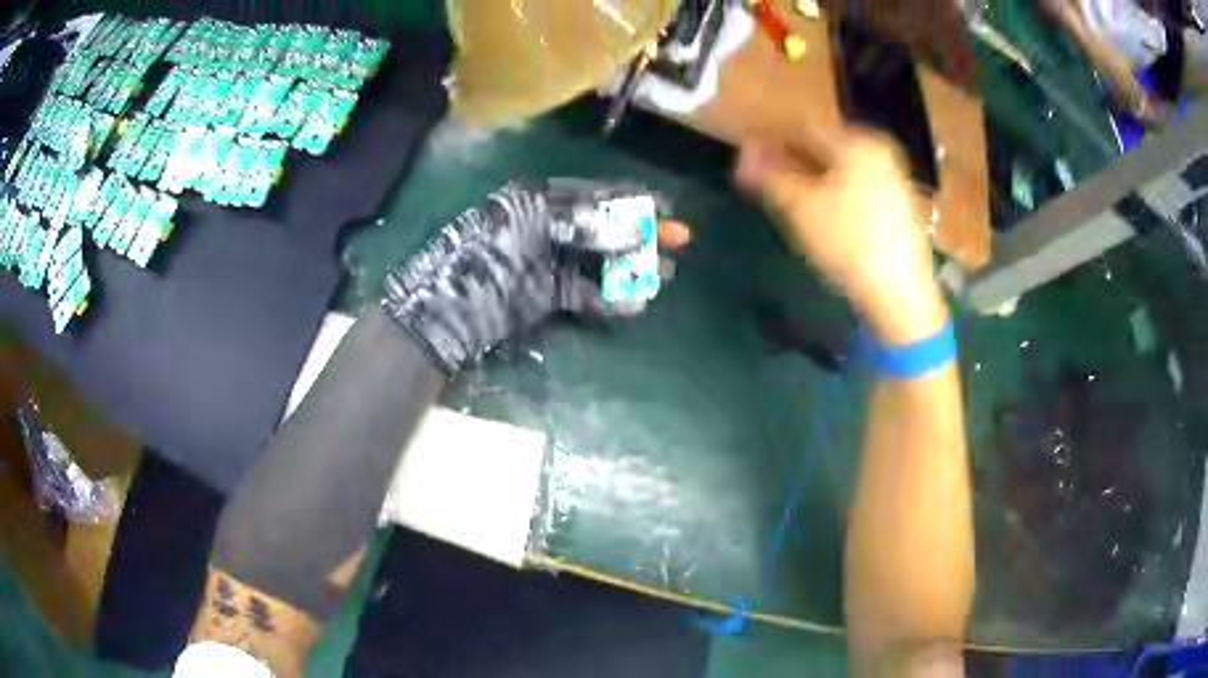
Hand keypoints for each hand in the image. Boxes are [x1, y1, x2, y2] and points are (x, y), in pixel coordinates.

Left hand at [381, 180, 690, 371]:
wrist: (445, 310)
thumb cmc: (483, 254)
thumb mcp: (530, 224)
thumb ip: (583, 223)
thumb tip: (632, 228)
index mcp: (538, 199)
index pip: (596, 194)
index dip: (634, 199)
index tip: (667, 208)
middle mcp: (547, 226)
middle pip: (604, 225)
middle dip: (642, 233)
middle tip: (680, 242)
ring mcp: (547, 261)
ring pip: (599, 260)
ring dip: (632, 267)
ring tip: (665, 276)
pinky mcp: (546, 294)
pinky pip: (585, 293)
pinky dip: (609, 299)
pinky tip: (633, 304)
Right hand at [735, 130, 944, 343]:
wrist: (901, 295)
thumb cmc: (849, 244)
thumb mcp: (801, 207)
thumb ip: (769, 175)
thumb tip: (744, 158)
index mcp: (857, 142)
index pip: (801, 129)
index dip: (767, 142)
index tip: (744, 161)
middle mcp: (878, 151)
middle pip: (822, 148)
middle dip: (788, 161)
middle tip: (761, 182)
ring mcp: (893, 178)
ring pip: (839, 169)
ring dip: (808, 177)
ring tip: (785, 199)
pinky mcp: (899, 205)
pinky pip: (857, 187)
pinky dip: (832, 192)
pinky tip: (820, 214)